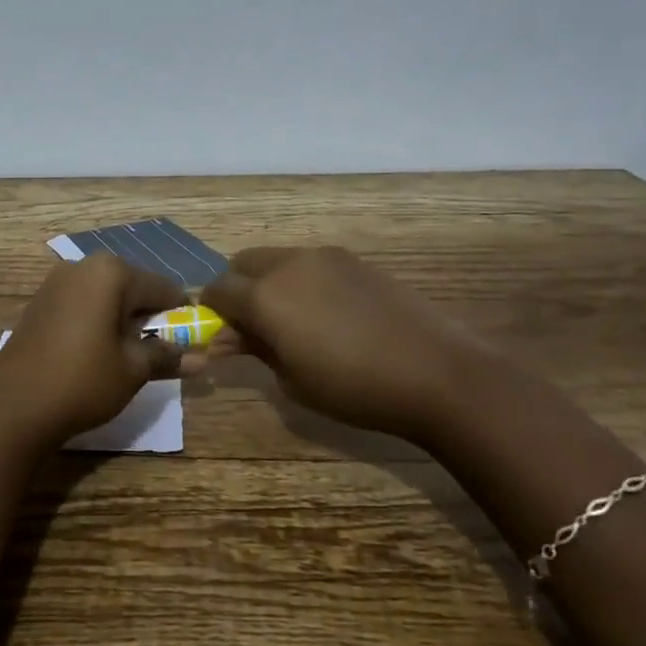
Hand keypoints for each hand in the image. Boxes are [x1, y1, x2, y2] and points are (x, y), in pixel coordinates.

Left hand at [0, 254, 188, 445]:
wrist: (13, 406)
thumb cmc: (82, 381)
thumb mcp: (132, 370)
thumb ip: (167, 356)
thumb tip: (202, 359)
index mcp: (111, 272)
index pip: (163, 287)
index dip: (182, 314)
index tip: (192, 339)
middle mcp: (83, 266)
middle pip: (133, 286)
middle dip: (150, 315)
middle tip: (160, 350)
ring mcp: (56, 281)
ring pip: (106, 294)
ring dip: (123, 317)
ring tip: (129, 353)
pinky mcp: (39, 301)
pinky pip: (82, 303)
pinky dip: (97, 320)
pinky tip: (97, 350)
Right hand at [201, 246, 494, 442]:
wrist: (435, 371)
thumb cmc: (355, 389)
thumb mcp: (293, 381)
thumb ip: (255, 349)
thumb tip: (228, 338)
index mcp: (264, 297)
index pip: (217, 290)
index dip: (211, 310)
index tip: (219, 332)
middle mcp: (287, 265)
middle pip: (242, 263)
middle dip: (237, 288)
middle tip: (252, 323)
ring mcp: (323, 256)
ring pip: (277, 258)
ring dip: (269, 281)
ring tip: (293, 318)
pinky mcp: (352, 259)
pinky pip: (310, 262)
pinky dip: (301, 279)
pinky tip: (327, 312)